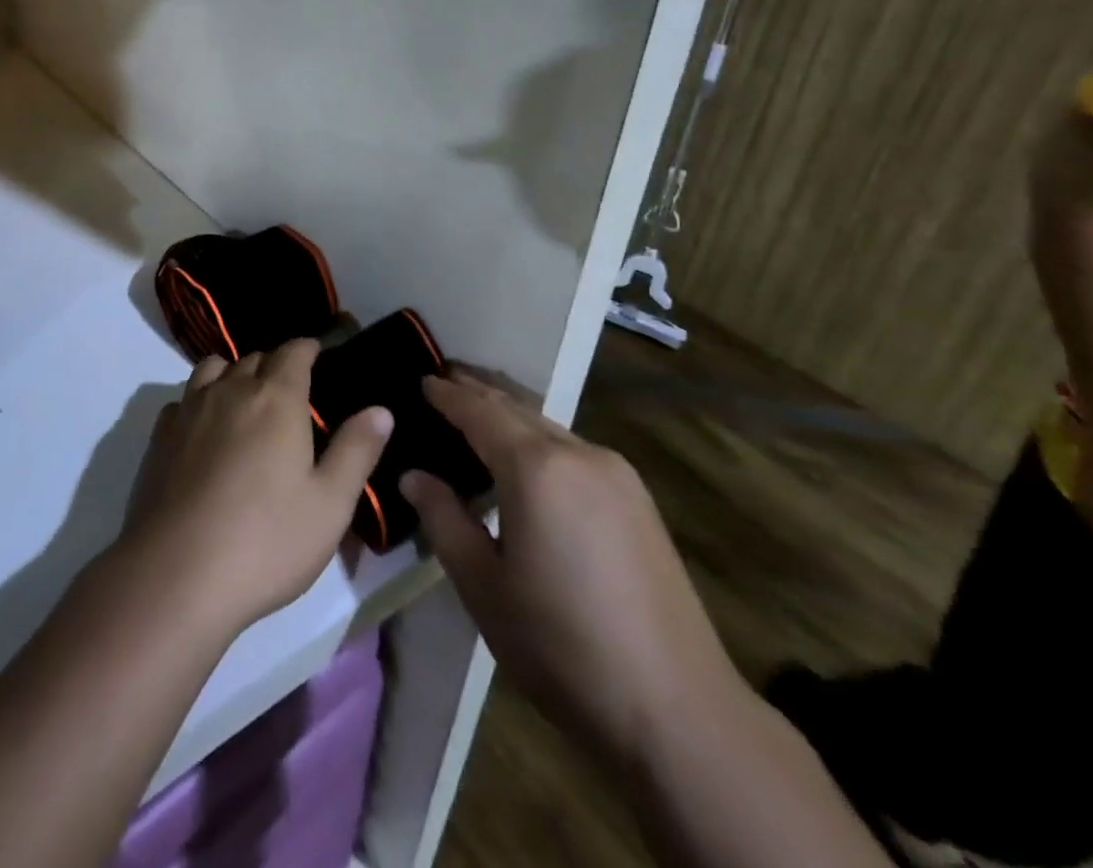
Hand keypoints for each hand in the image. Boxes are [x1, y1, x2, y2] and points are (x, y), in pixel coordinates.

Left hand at [116, 340, 393, 635]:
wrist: (177, 573)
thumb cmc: (266, 540)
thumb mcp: (330, 504)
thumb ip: (356, 450)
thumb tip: (380, 409)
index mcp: (276, 398)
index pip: (293, 352)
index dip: (307, 348)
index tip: (317, 353)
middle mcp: (230, 390)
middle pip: (254, 358)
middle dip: (274, 365)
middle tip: (290, 391)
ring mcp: (189, 410)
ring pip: (213, 369)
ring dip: (232, 374)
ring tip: (245, 401)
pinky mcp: (159, 436)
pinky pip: (183, 399)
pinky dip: (198, 401)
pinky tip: (204, 430)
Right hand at [400, 371, 741, 765]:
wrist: (678, 712)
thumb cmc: (562, 647)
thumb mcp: (483, 586)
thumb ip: (444, 520)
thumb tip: (413, 476)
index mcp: (536, 469)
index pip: (479, 412)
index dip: (447, 395)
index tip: (420, 381)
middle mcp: (578, 454)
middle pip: (516, 408)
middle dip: (477, 392)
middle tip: (443, 381)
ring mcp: (616, 473)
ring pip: (547, 426)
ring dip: (509, 414)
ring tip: (476, 411)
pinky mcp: (637, 498)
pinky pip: (573, 448)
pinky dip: (538, 438)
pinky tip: (526, 455)